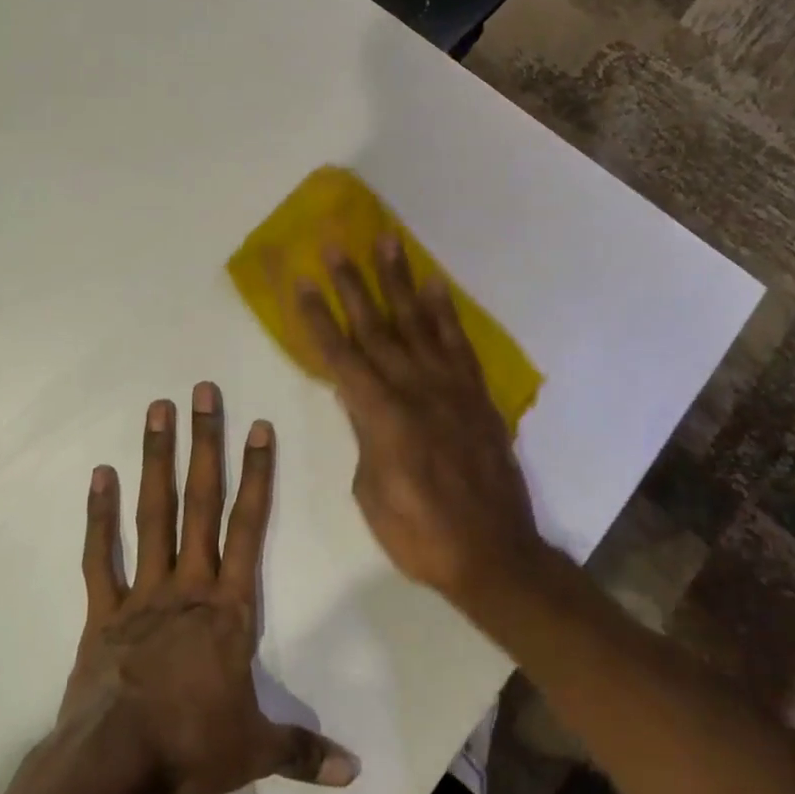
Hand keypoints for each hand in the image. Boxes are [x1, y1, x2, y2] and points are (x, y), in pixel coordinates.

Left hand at [60, 384, 359, 793]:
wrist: (111, 765)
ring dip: (156, 460)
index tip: (256, 426)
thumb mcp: (254, 751)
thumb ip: (303, 752)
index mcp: (228, 607)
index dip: (256, 474)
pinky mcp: (102, 610)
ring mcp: (142, 592)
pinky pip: (101, 555)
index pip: (248, 527)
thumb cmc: (189, 746)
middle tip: (202, 392)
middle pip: (200, 502)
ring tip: (157, 411)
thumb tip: (355, 772)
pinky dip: (99, 515)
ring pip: (152, 513)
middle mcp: (188, 584)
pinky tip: (100, 475)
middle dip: (205, 443)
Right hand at [297, 239, 544, 604]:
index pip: (340, 356)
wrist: (493, 552)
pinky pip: (458, 343)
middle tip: (335, 244)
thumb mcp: (371, 492)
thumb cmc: (419, 534)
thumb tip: (359, 402)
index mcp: (381, 416)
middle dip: (351, 284)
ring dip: (399, 281)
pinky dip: (445, 312)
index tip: (301, 280)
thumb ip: (364, 436)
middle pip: (375, 327)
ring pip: (418, 323)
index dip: (317, 317)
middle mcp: (414, 389)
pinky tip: (435, 285)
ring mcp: (450, 387)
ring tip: (388, 241)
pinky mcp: (476, 394)